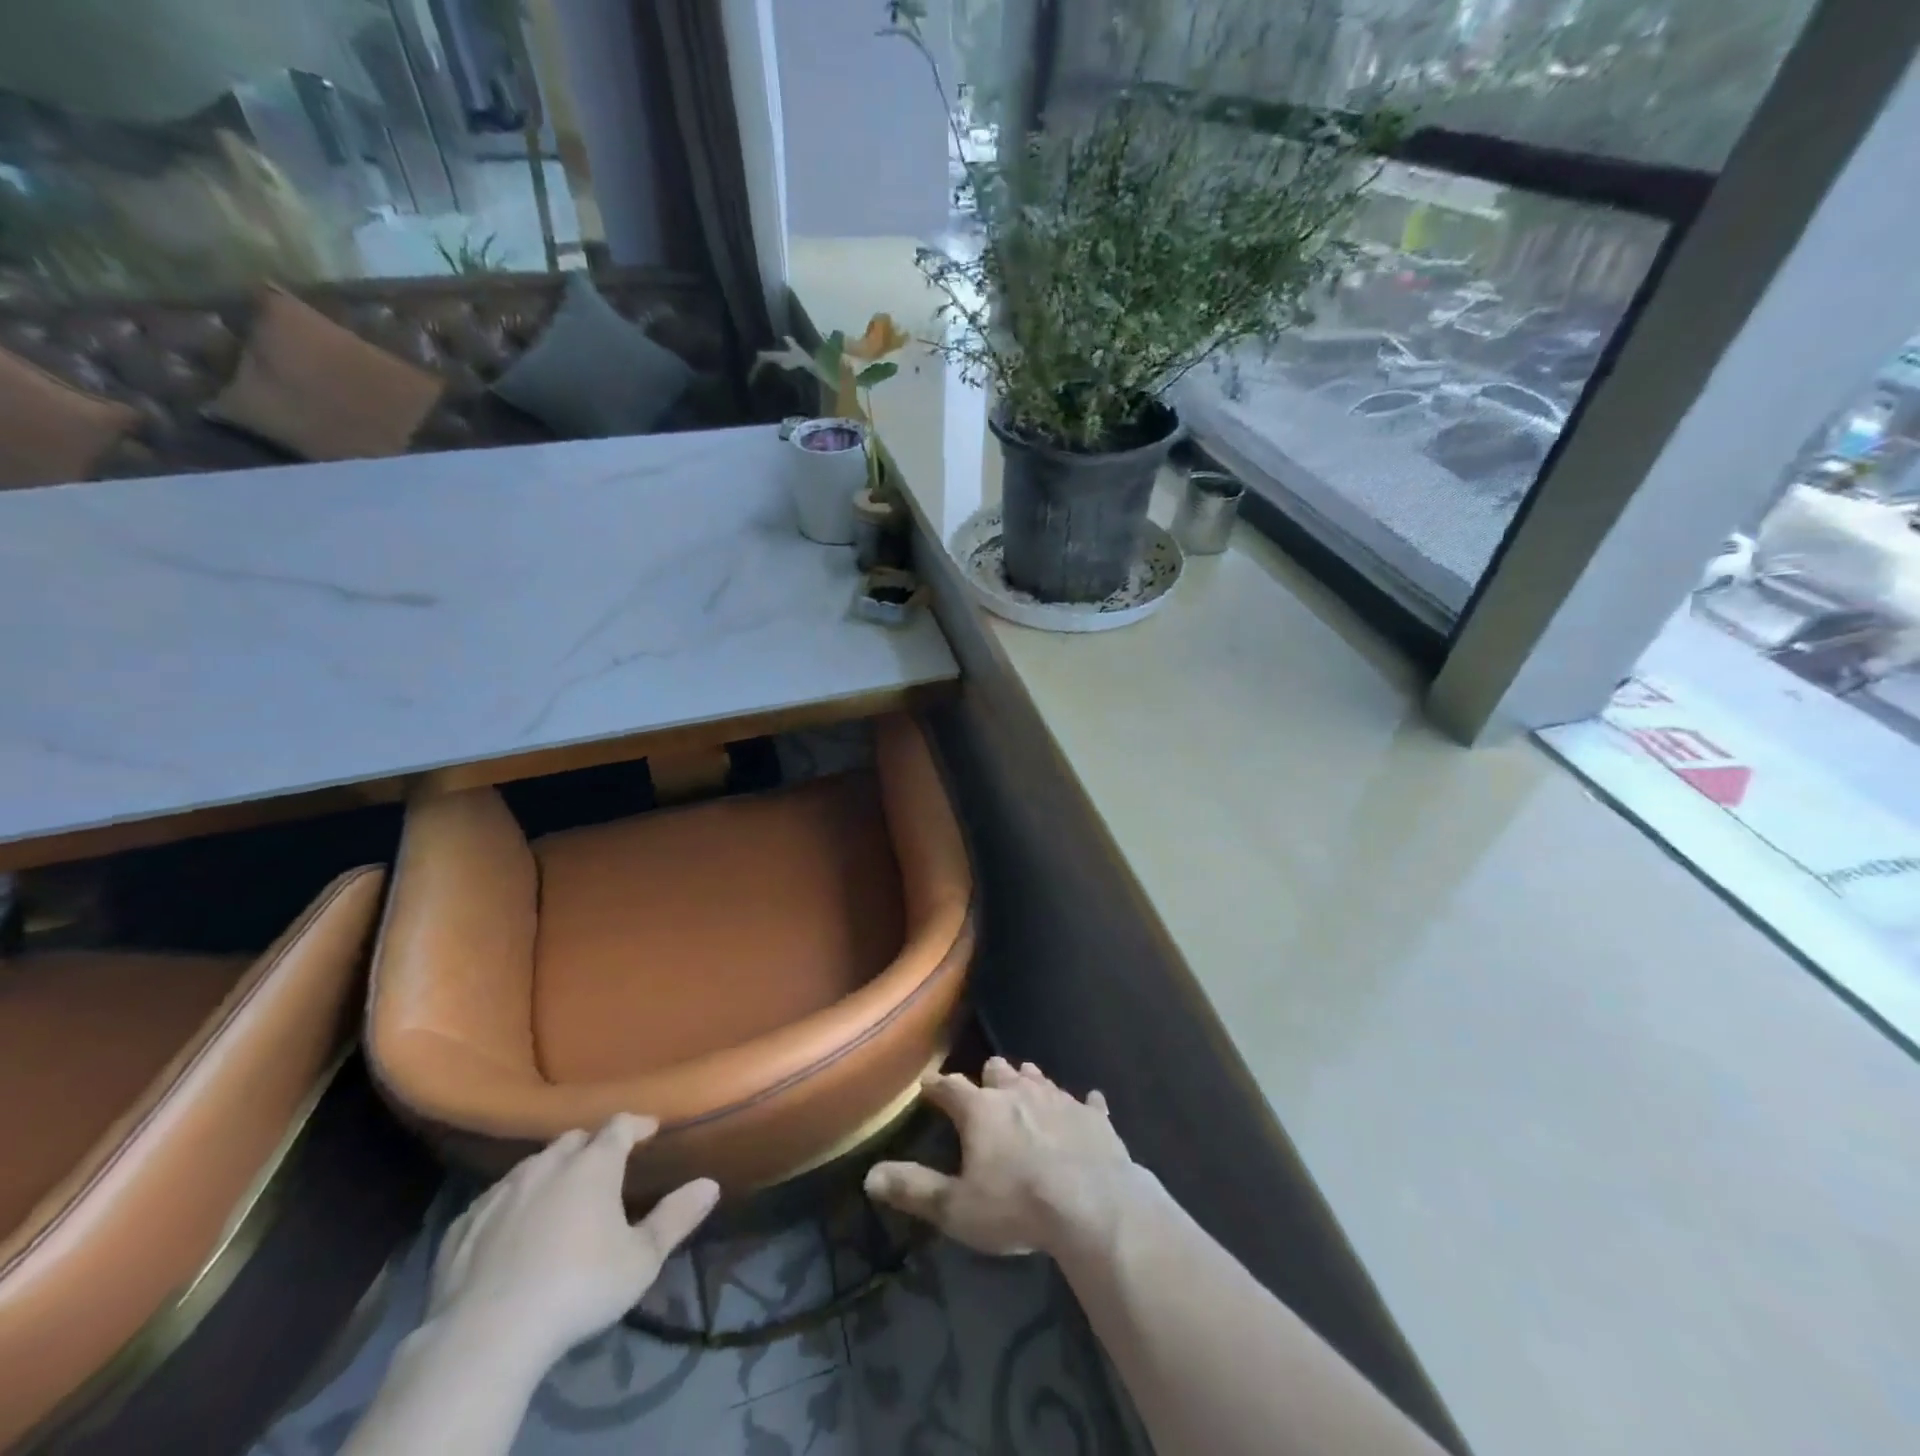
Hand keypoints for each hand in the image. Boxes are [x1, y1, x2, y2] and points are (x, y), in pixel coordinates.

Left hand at [428, 1114, 718, 1365]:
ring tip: (558, 1192)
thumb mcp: (641, 1259)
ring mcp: (501, 1193)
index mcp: (593, 1165)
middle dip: (591, 1145)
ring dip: (549, 1171)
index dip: (636, 1124)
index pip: (619, 1125)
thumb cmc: (578, 1288)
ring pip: (531, 1166)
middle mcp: (547, 1166)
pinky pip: (492, 1200)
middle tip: (603, 1164)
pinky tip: (509, 1225)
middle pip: (572, 1140)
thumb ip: (676, 1218)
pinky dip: (509, 1203)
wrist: (485, 1337)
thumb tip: (710, 1184)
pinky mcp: (463, 1226)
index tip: (649, 1129)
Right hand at [865, 1057, 1142, 1256]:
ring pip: (1039, 1079)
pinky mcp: (1094, 1117)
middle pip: (999, 1070)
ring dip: (1029, 1082)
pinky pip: (1088, 1102)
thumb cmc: (1017, 1206)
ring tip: (1025, 1086)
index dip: (937, 1086)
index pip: (951, 1087)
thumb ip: (914, 1190)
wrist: (1093, 1205)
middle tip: (985, 1087)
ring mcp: (1060, 1100)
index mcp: (982, 1110)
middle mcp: (1019, 1093)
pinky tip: (1090, 1104)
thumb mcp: (956, 1208)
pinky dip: (1083, 1105)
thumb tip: (870, 1176)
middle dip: (989, 1076)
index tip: (928, 1085)